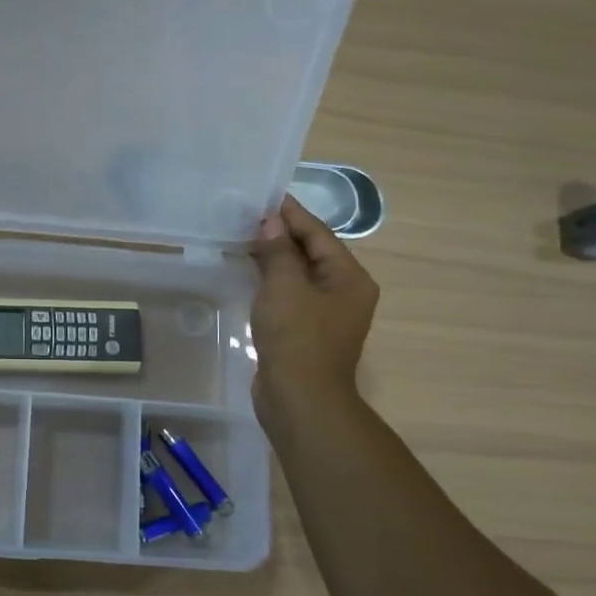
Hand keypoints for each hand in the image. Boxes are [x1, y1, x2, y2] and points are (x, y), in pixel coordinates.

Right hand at [248, 195, 378, 429]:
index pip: (319, 234)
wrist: (299, 399)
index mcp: (350, 278)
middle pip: (313, 253)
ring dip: (275, 258)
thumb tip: (270, 223)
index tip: (266, 197)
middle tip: (249, 216)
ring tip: (245, 239)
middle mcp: (345, 293)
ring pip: (300, 275)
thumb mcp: (285, 286)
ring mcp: (326, 315)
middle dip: (282, 234)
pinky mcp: (306, 332)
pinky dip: (272, 281)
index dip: (292, 214)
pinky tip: (250, 275)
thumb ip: (278, 251)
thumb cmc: (297, 338)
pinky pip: (290, 296)